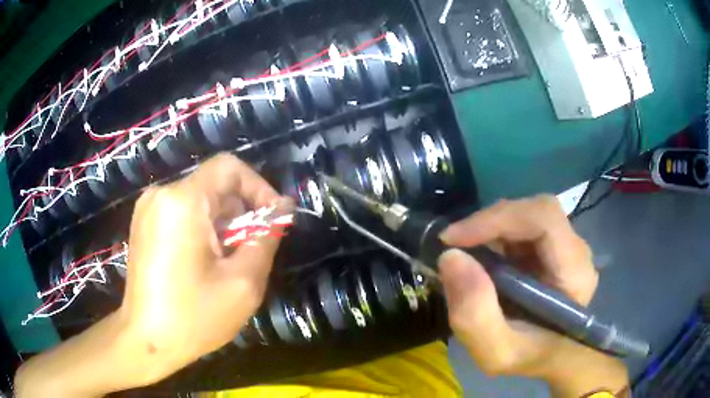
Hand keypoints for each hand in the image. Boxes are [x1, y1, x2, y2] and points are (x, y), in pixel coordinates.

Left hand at [119, 153, 290, 379]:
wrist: (146, 340)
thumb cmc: (193, 317)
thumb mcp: (243, 282)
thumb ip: (267, 238)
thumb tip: (282, 208)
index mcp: (182, 202)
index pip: (229, 167)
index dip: (258, 187)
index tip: (274, 219)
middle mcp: (161, 194)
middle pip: (214, 186)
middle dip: (242, 213)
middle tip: (254, 250)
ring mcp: (148, 208)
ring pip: (200, 201)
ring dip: (224, 224)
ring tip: (231, 261)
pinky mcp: (144, 223)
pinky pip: (183, 213)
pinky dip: (203, 229)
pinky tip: (207, 262)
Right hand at [438, 196, 627, 396]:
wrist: (549, 356)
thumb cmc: (529, 357)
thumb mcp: (497, 353)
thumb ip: (475, 315)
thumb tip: (450, 258)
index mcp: (574, 272)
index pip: (544, 219)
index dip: (498, 219)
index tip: (453, 240)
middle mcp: (576, 250)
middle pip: (535, 210)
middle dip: (490, 223)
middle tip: (454, 245)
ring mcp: (566, 245)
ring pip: (527, 214)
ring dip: (491, 229)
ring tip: (466, 255)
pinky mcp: (553, 246)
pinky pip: (523, 226)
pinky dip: (495, 236)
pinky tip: (483, 259)